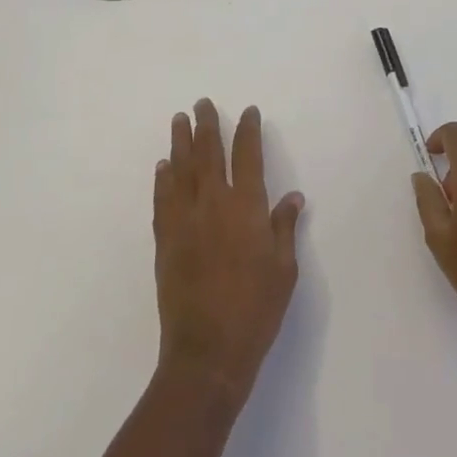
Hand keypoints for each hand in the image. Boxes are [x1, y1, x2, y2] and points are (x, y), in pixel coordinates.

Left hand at [154, 100, 303, 401]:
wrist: (207, 353)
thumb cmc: (255, 311)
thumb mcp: (284, 271)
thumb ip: (284, 228)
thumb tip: (293, 197)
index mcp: (247, 208)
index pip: (248, 156)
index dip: (248, 130)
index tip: (248, 112)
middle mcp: (214, 204)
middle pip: (209, 153)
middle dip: (207, 125)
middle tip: (202, 103)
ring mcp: (185, 220)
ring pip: (182, 169)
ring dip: (181, 142)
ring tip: (179, 120)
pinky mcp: (165, 240)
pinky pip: (163, 199)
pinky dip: (163, 179)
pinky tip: (163, 166)